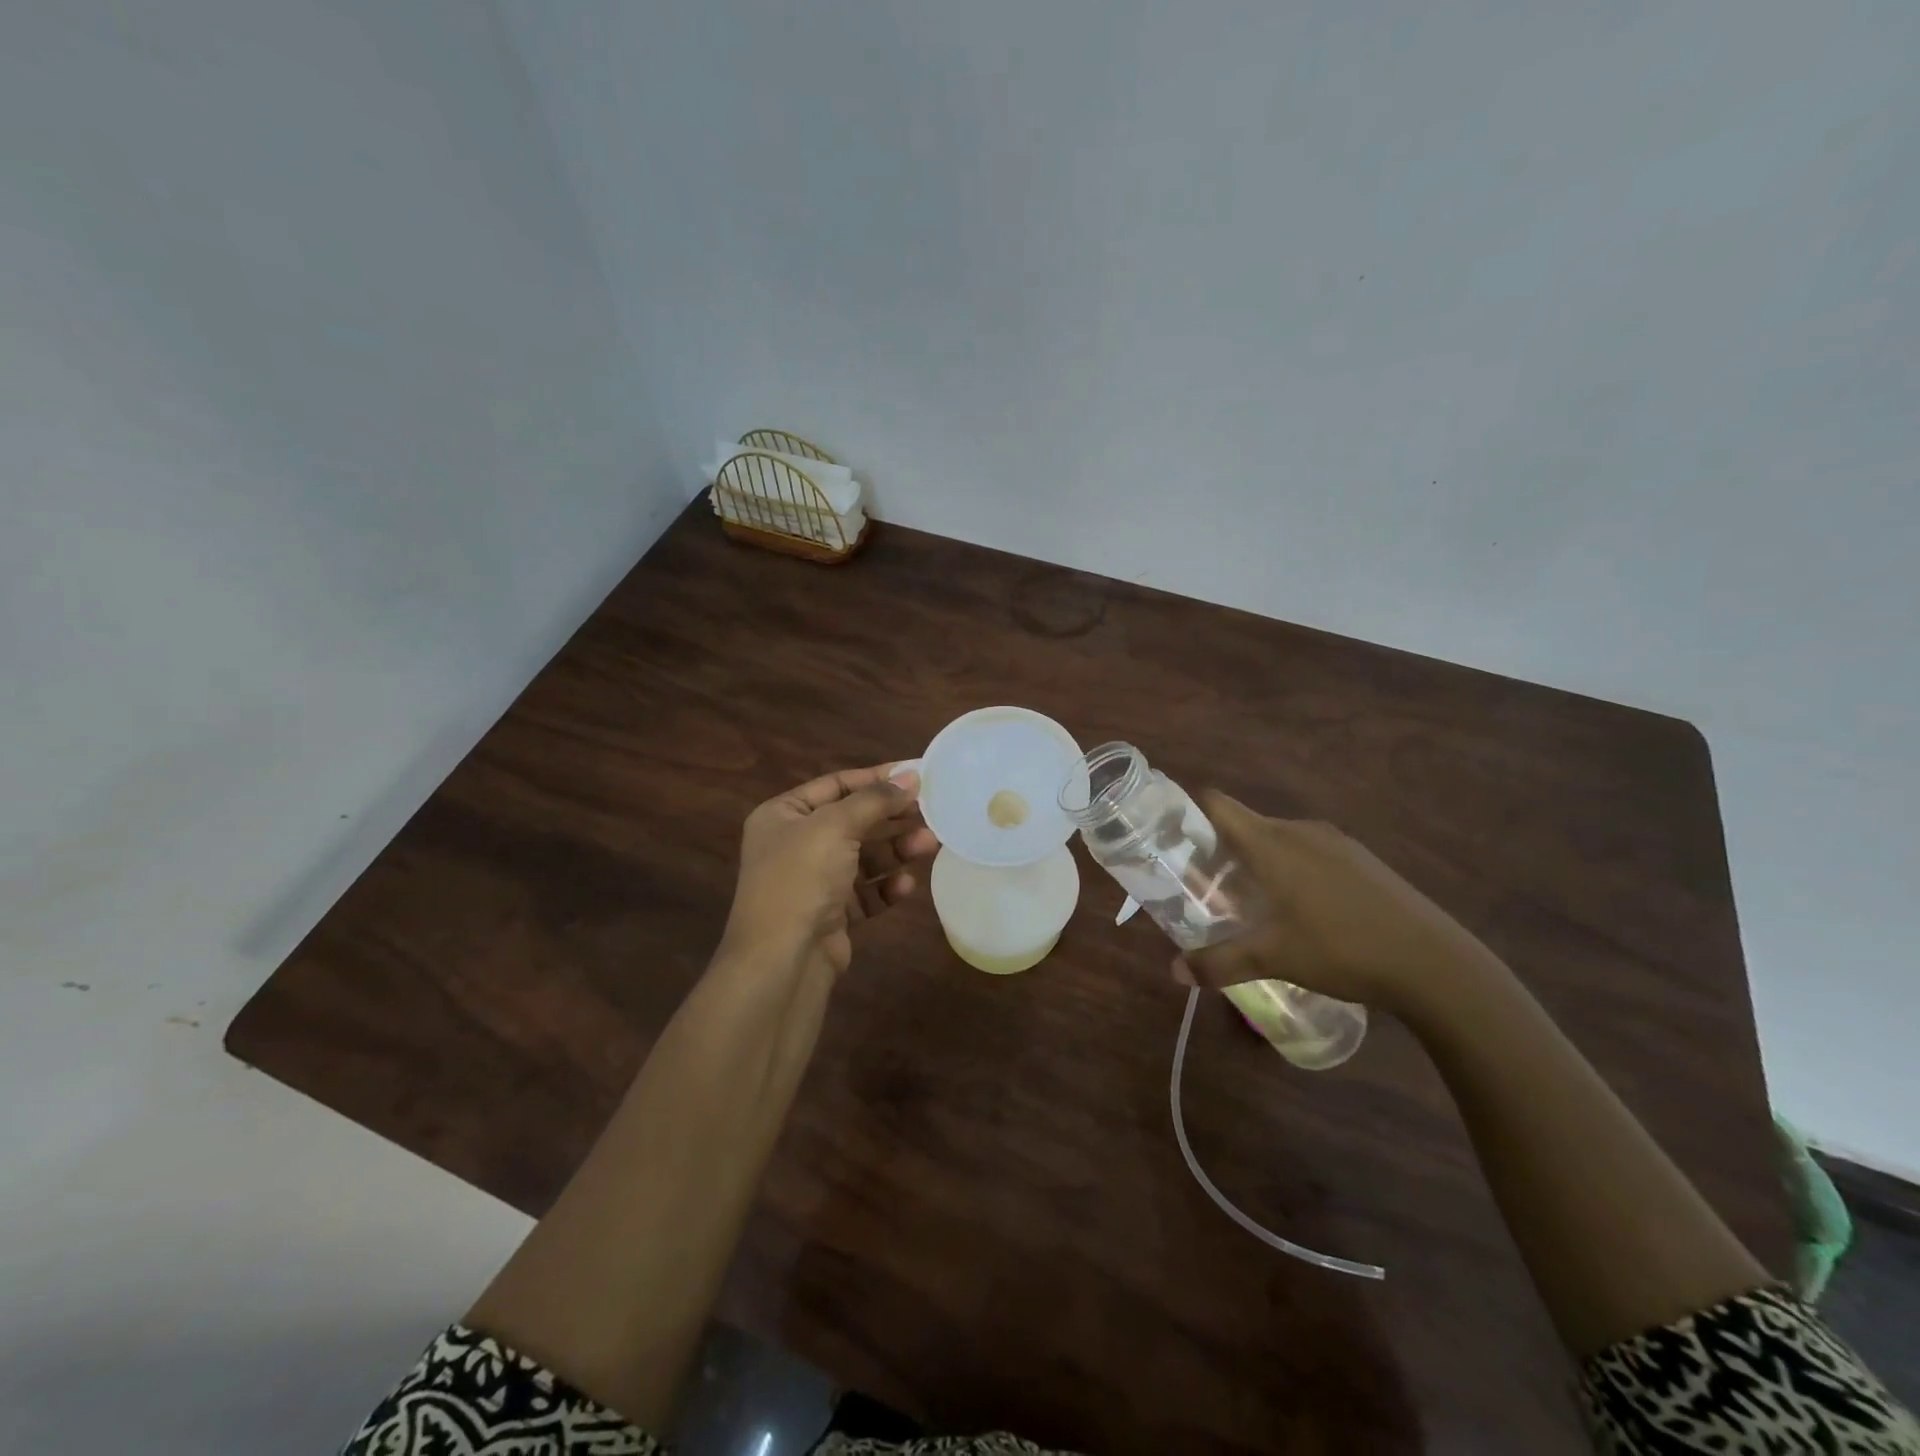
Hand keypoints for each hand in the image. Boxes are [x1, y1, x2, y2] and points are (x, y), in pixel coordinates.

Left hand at [719, 764, 938, 977]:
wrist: (781, 962)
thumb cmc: (801, 879)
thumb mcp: (835, 827)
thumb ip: (875, 799)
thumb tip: (911, 776)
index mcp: (783, 815)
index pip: (836, 785)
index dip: (876, 778)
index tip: (917, 775)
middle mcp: (795, 845)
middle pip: (854, 821)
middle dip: (892, 818)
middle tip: (932, 812)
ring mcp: (813, 882)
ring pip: (864, 858)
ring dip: (896, 850)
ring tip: (930, 845)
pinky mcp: (831, 915)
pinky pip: (865, 892)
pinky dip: (886, 887)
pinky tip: (906, 885)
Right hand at [1179, 791, 1496, 1016]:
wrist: (1434, 963)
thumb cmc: (1341, 948)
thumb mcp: (1273, 958)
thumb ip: (1218, 962)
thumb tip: (1172, 972)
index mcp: (1270, 842)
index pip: (1217, 804)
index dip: (1189, 812)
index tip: (1173, 840)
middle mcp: (1299, 830)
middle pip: (1245, 824)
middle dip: (1220, 850)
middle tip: (1206, 887)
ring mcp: (1335, 842)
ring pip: (1278, 839)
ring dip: (1258, 861)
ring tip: (1251, 902)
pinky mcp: (1361, 859)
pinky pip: (1309, 851)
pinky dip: (1291, 869)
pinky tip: (1303, 910)